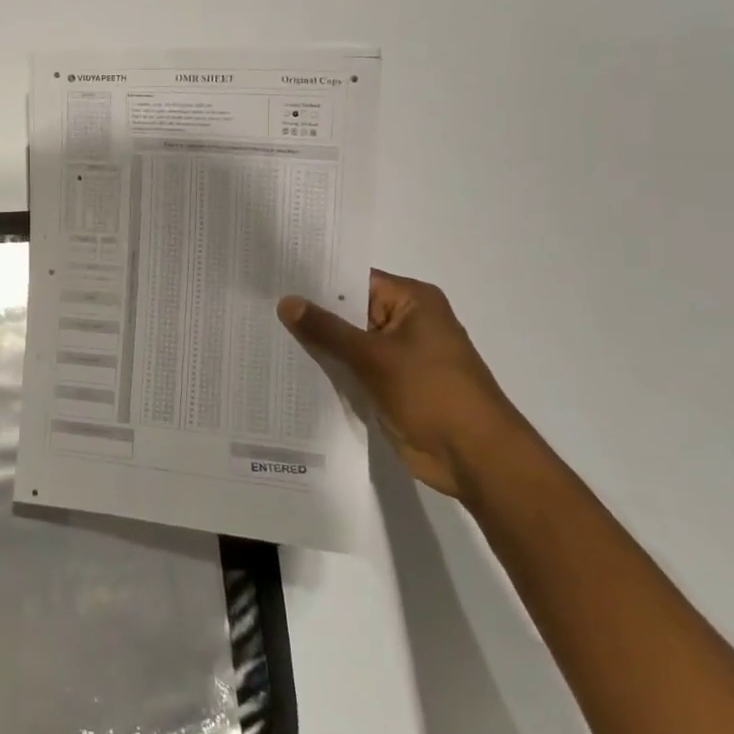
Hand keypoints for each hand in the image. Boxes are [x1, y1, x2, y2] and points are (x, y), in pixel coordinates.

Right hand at [278, 271, 541, 501]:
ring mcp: (398, 355)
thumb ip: (326, 329)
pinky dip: (328, 367)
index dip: (315, 279)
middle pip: (348, 309)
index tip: (274, 277)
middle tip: (259, 304)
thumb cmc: (431, 393)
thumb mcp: (373, 356)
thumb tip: (286, 301)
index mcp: (412, 301)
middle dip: (310, 312)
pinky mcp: (390, 384)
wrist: (474, 457)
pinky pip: (352, 367)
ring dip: (316, 343)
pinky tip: (288, 365)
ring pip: (347, 341)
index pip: (354, 279)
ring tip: (263, 332)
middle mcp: (406, 321)